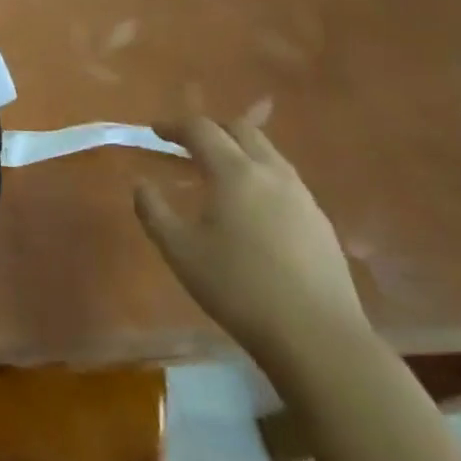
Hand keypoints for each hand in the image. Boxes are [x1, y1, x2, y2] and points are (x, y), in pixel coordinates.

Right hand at [133, 117, 369, 370]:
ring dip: (238, 150)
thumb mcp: (179, 251)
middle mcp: (272, 173)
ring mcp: (302, 196)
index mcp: (235, 173)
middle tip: (186, 144)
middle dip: (211, 129)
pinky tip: (250, 206)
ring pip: (268, 153)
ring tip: (217, 171)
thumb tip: (141, 184)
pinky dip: (259, 174)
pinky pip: (284, 179)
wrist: (316, 334)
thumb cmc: (237, 287)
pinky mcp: (319, 220)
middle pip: (242, 129)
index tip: (155, 131)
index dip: (175, 126)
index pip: (202, 130)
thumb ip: (153, 211)